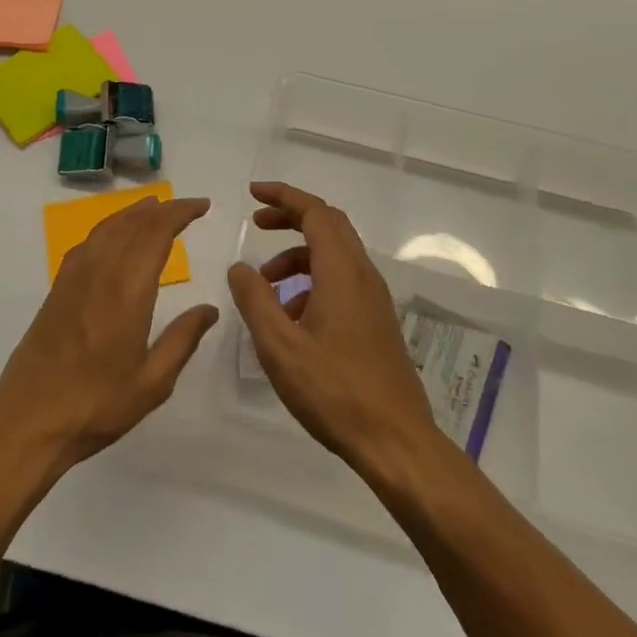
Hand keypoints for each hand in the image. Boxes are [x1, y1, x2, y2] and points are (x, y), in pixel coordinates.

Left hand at [0, 197, 218, 473]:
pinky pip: (88, 242)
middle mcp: (100, 272)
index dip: (180, 213)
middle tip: (186, 207)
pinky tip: (114, 236)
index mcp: (127, 290)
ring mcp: (74, 277)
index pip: (156, 233)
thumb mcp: (152, 383)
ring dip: (133, 213)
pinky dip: (108, 227)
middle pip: (133, 224)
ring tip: (154, 208)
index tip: (202, 206)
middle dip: (162, 209)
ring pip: (107, 228)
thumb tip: (209, 309)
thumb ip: (182, 340)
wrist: (28, 420)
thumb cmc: (96, 406)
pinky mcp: (57, 288)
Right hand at [227, 182, 439, 480]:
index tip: (253, 194)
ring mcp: (374, 298)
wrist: (396, 442)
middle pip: (329, 224)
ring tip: (266, 285)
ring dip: (298, 254)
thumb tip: (240, 266)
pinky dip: (313, 279)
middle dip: (291, 217)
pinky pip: (342, 279)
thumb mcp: (279, 346)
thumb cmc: (334, 391)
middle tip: (257, 224)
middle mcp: (362, 274)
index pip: (314, 212)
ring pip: (335, 254)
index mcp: (341, 272)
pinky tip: (292, 317)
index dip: (283, 196)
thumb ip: (255, 299)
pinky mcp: (377, 320)